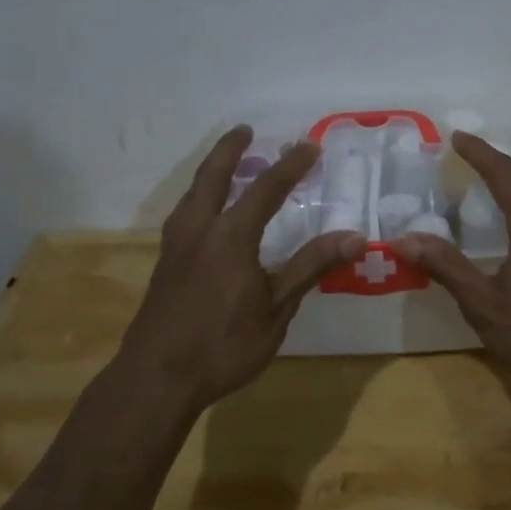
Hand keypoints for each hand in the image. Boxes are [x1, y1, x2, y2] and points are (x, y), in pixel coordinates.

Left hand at [118, 127, 364, 410]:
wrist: (155, 379)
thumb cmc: (223, 345)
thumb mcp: (276, 308)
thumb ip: (311, 267)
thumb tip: (355, 237)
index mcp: (230, 236)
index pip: (266, 189)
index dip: (290, 166)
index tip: (309, 145)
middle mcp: (199, 230)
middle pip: (213, 177)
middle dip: (230, 150)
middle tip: (245, 130)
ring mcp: (176, 246)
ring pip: (193, 194)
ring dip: (212, 172)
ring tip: (228, 166)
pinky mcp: (165, 264)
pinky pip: (185, 214)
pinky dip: (201, 197)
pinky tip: (207, 215)